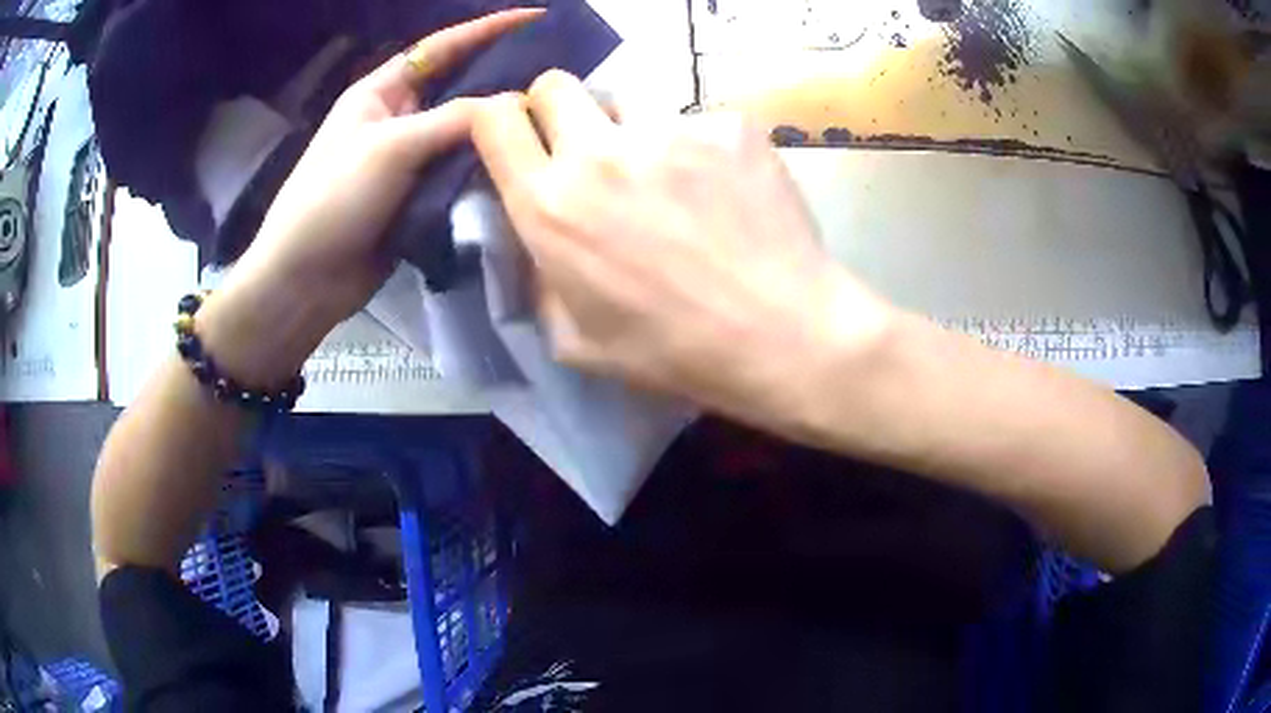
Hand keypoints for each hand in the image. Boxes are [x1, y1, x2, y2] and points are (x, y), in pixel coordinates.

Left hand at [199, 9, 542, 385]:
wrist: (306, 279)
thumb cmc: (333, 198)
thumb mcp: (390, 146)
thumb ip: (453, 120)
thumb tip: (512, 105)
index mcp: (382, 91)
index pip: (442, 47)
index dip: (487, 29)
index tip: (536, 17)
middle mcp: (398, 117)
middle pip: (459, 86)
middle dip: (502, 76)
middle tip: (557, 75)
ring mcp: (408, 158)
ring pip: (463, 131)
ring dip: (497, 126)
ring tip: (551, 117)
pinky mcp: (417, 194)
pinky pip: (459, 170)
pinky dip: (486, 165)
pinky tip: (522, 161)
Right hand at [472, 71, 893, 425]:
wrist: (781, 336)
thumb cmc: (673, 352)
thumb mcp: (574, 340)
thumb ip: (539, 278)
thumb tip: (535, 236)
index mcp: (551, 205)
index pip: (494, 118)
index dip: (496, 117)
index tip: (515, 133)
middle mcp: (600, 153)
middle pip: (556, 84)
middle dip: (558, 108)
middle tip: (586, 145)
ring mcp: (670, 131)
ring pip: (629, 99)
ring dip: (631, 128)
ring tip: (667, 174)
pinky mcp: (729, 126)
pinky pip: (696, 121)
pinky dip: (699, 147)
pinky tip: (725, 190)